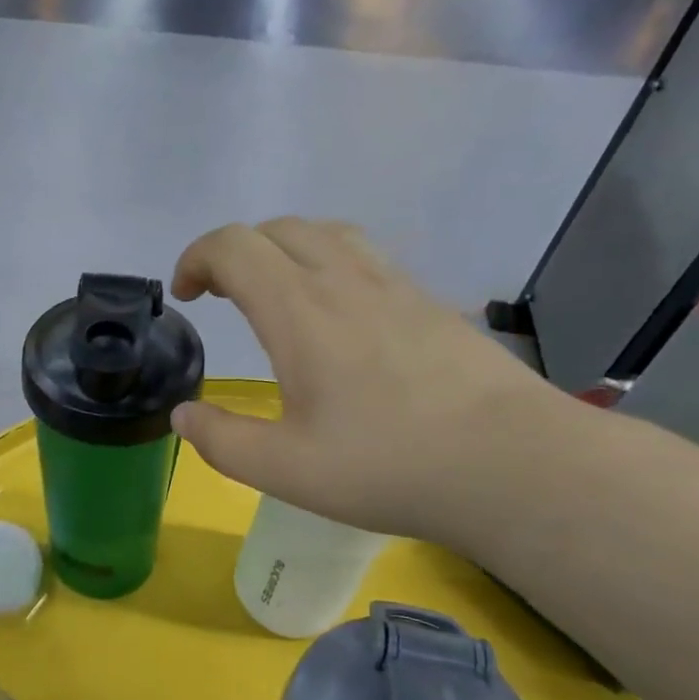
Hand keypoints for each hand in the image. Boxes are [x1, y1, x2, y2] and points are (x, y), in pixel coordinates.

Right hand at [170, 219, 567, 543]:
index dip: (197, 258)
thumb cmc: (389, 466)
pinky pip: (364, 255)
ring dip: (282, 249)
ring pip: (325, 232)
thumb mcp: (285, 470)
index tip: (186, 295)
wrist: (515, 465)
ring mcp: (394, 285)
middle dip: (234, 251)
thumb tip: (184, 415)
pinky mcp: (429, 302)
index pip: (234, 246)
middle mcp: (345, 281)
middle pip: (276, 228)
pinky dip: (327, 262)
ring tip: (274, 292)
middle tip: (220, 295)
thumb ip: (222, 440)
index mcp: (300, 311)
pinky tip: (337, 314)